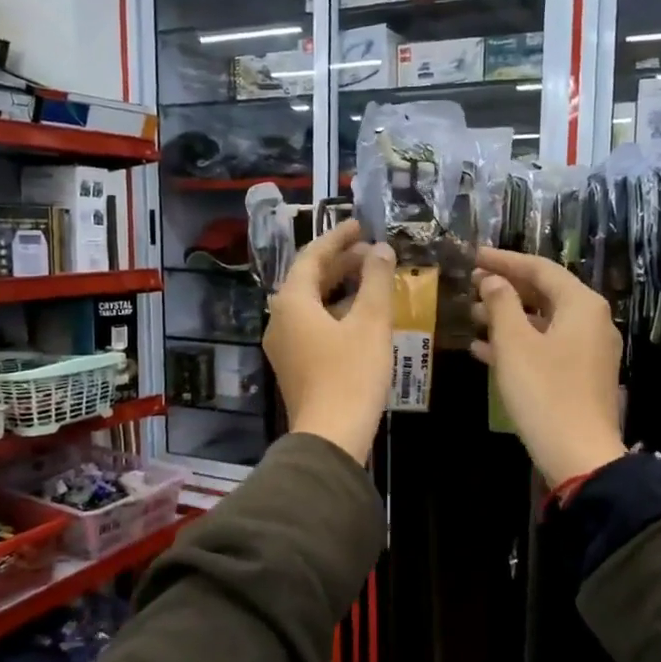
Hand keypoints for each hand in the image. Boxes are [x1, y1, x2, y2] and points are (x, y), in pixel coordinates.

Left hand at [264, 218, 395, 462]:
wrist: (331, 436)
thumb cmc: (351, 374)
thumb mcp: (370, 322)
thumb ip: (376, 281)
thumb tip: (381, 249)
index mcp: (292, 302)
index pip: (312, 257)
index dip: (337, 238)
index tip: (360, 225)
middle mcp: (280, 320)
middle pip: (309, 280)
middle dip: (340, 263)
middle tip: (371, 252)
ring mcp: (284, 346)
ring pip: (311, 304)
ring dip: (339, 288)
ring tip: (371, 280)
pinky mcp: (295, 366)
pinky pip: (312, 326)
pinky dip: (335, 312)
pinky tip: (361, 317)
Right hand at [470, 247, 626, 487]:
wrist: (578, 454)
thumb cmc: (544, 391)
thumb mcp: (515, 343)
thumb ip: (501, 303)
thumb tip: (493, 280)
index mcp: (581, 305)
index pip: (539, 268)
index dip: (503, 260)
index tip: (472, 256)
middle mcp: (591, 321)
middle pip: (543, 293)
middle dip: (505, 289)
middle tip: (469, 284)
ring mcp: (588, 350)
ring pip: (542, 322)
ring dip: (506, 317)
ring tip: (470, 315)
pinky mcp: (579, 375)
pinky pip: (545, 347)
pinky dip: (517, 344)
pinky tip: (482, 350)